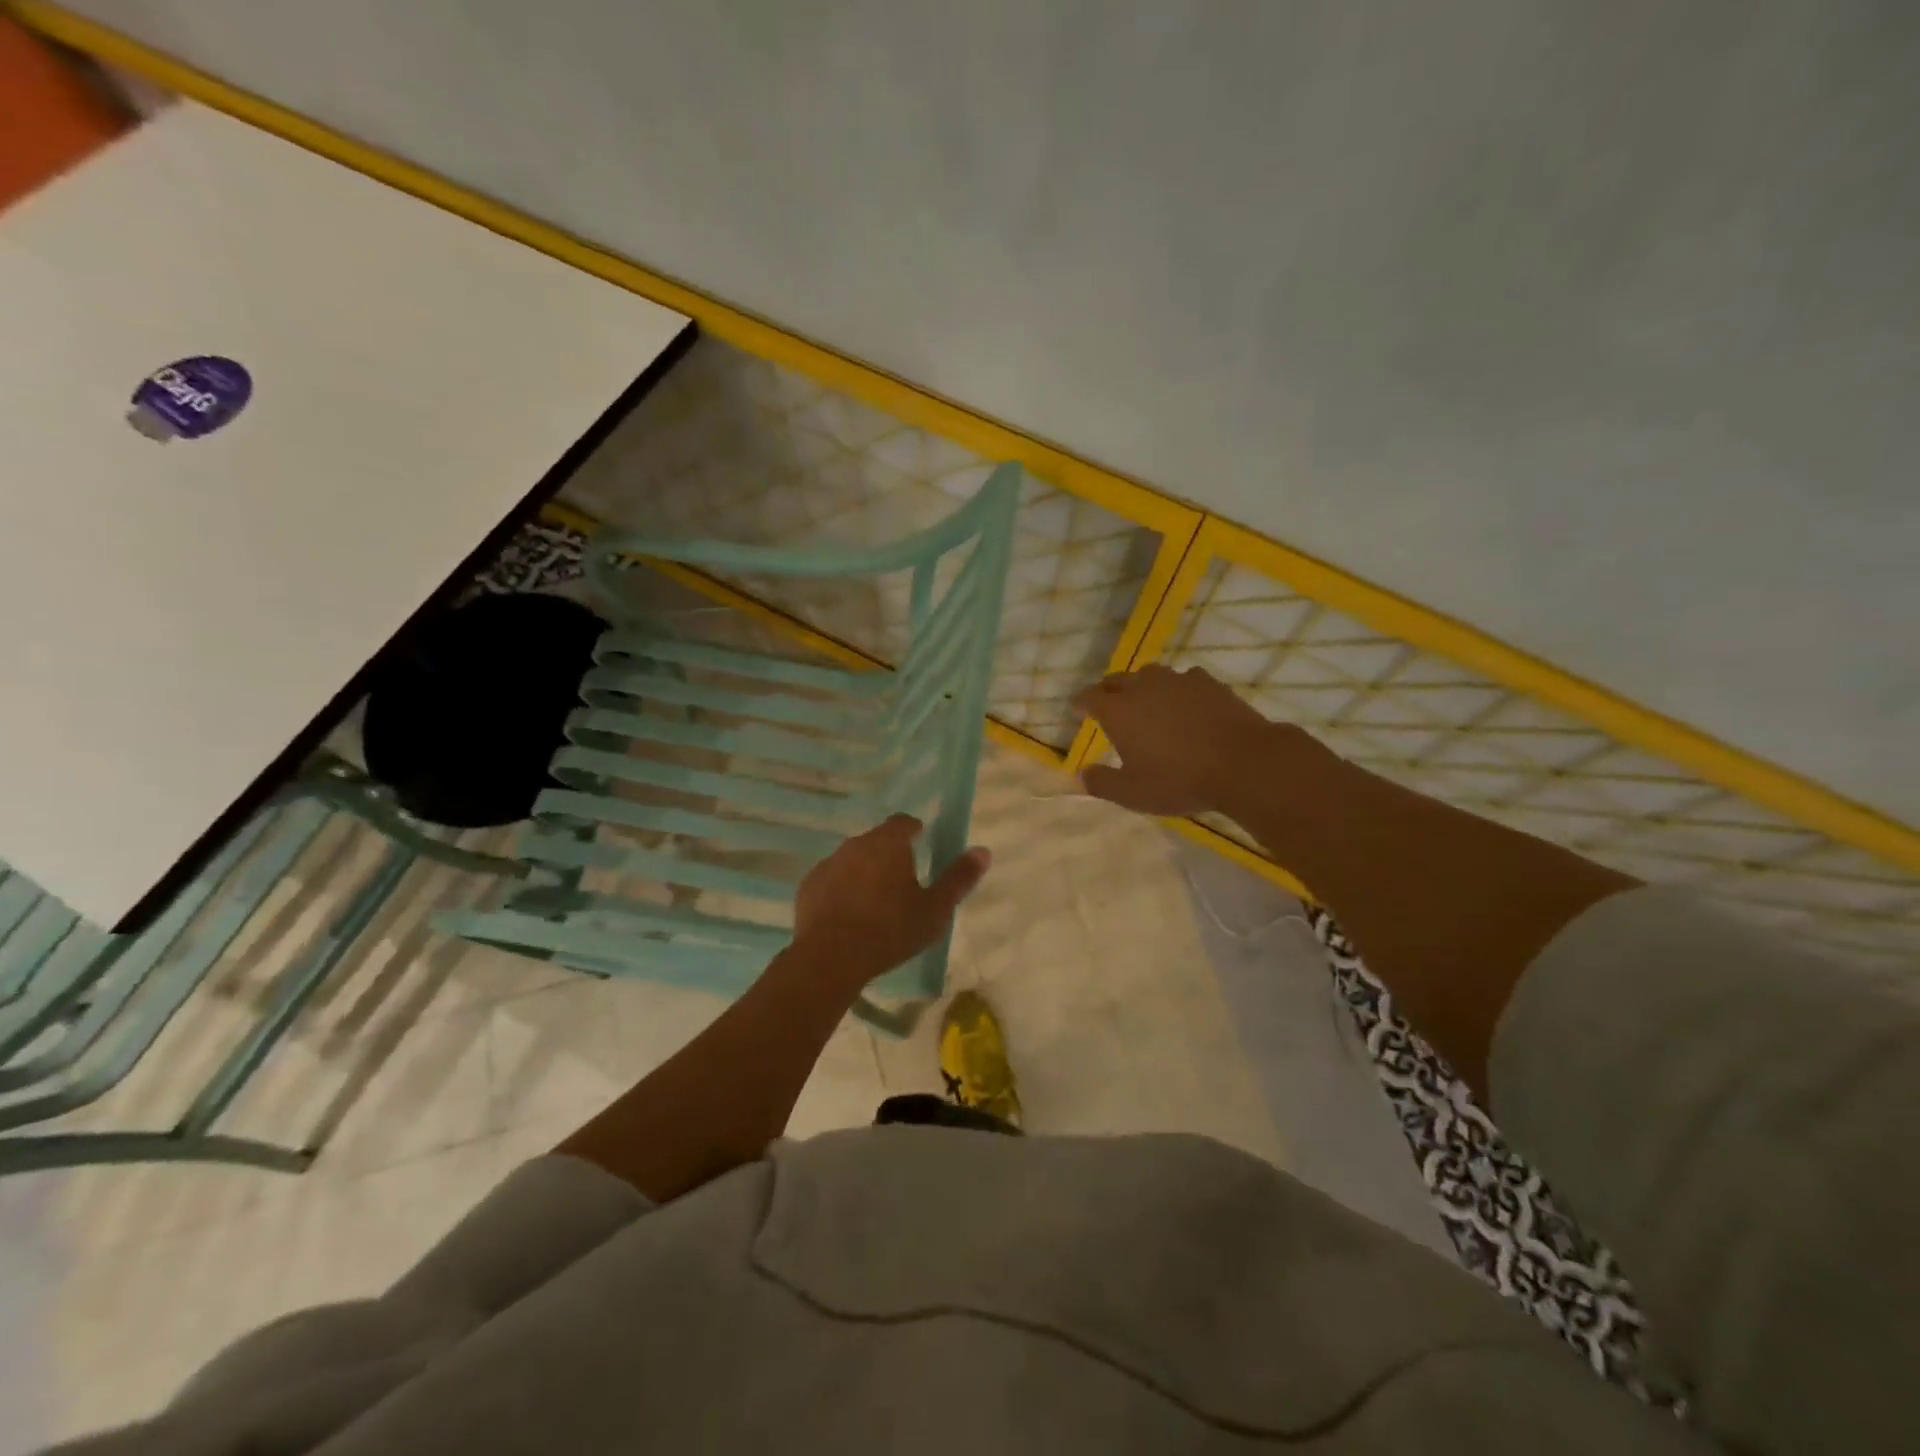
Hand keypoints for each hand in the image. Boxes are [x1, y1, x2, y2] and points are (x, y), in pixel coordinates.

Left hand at [791, 815, 990, 986]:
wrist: (830, 957)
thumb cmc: (890, 930)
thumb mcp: (934, 910)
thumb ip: (959, 878)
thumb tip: (983, 850)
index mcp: (888, 843)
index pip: (903, 823)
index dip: (913, 831)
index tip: (921, 845)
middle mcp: (856, 844)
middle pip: (877, 840)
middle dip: (889, 853)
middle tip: (902, 881)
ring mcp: (828, 864)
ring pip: (852, 859)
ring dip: (864, 871)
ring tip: (875, 901)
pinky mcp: (809, 886)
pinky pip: (831, 880)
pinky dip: (841, 889)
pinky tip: (848, 915)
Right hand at [1073, 665, 1311, 815]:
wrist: (1243, 763)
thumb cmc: (1179, 780)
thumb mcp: (1133, 794)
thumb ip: (1103, 783)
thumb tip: (1083, 774)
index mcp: (1118, 711)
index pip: (1089, 698)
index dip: (1081, 703)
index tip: (1078, 709)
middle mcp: (1143, 687)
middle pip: (1116, 680)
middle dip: (1108, 691)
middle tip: (1108, 704)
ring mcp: (1177, 681)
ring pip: (1150, 674)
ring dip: (1141, 685)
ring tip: (1146, 701)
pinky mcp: (1208, 682)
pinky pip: (1184, 679)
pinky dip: (1177, 689)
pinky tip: (1184, 702)